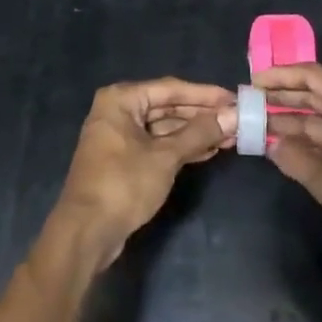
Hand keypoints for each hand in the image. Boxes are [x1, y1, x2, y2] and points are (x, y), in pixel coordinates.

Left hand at [46, 78, 234, 271]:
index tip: (233, 98)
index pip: (170, 88)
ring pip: (164, 127)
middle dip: (201, 115)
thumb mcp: (165, 157)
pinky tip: (207, 151)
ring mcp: (120, 136)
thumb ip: (199, 133)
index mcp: (122, 99)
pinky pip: (157, 145)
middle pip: (167, 106)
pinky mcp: (124, 160)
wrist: (86, 233)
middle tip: (235, 119)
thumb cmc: (123, 184)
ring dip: (194, 133)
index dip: (204, 94)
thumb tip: (233, 116)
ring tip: (229, 137)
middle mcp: (118, 110)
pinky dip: (180, 147)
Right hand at [257, 63, 321, 269]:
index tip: (252, 83)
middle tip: (250, 103)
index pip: (314, 76)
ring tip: (261, 124)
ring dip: (295, 123)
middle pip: (318, 95)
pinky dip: (313, 143)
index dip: (281, 76)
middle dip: (284, 98)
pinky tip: (290, 150)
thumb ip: (299, 162)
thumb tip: (270, 142)